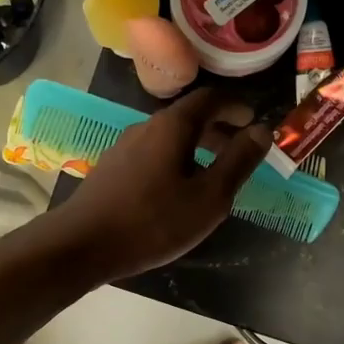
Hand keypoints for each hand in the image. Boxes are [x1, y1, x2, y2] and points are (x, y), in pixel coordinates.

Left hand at [44, 88, 270, 282]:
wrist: (81, 245)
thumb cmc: (153, 221)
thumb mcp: (209, 197)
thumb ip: (238, 161)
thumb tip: (262, 130)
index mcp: (172, 126)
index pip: (210, 98)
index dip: (236, 106)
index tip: (254, 120)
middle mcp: (146, 127)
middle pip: (189, 117)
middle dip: (219, 128)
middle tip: (242, 149)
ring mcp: (125, 147)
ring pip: (170, 138)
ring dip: (198, 147)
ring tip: (215, 174)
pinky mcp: (112, 169)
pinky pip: (154, 154)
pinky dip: (177, 161)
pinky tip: (179, 191)